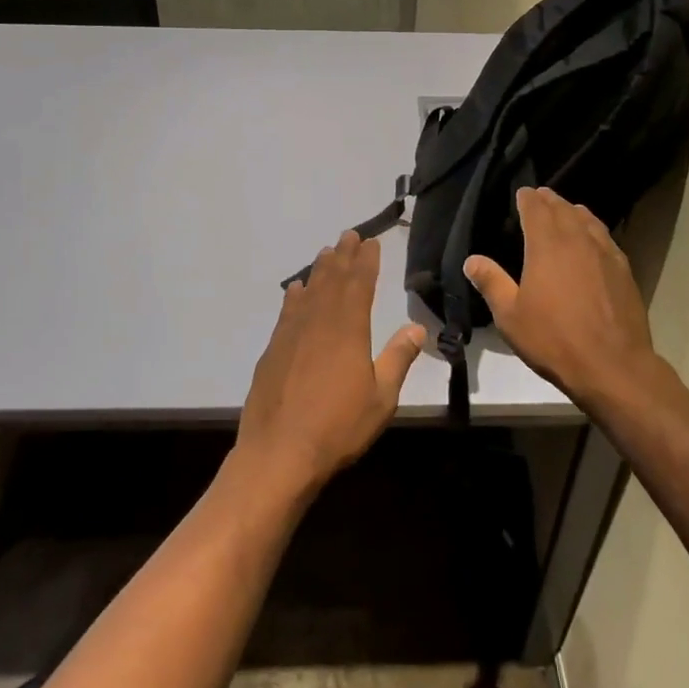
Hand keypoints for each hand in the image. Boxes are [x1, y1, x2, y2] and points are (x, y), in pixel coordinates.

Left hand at [235, 230, 424, 503]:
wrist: (278, 453)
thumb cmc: (338, 427)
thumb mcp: (381, 398)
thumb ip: (398, 359)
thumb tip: (416, 327)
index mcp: (348, 329)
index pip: (360, 284)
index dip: (366, 261)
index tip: (371, 242)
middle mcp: (318, 322)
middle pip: (332, 280)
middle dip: (343, 256)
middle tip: (349, 234)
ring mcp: (291, 334)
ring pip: (308, 291)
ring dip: (319, 270)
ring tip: (327, 252)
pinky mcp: (273, 350)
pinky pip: (287, 311)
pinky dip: (294, 296)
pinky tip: (296, 289)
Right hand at [465, 187, 675, 411]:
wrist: (612, 365)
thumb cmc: (554, 339)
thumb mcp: (510, 316)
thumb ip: (491, 283)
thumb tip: (472, 260)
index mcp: (547, 245)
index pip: (536, 209)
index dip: (528, 198)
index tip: (522, 193)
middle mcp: (578, 240)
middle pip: (563, 209)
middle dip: (550, 200)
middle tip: (540, 197)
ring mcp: (605, 253)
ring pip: (588, 220)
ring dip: (573, 211)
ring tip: (566, 211)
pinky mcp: (624, 270)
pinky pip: (605, 237)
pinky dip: (593, 229)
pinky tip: (592, 240)